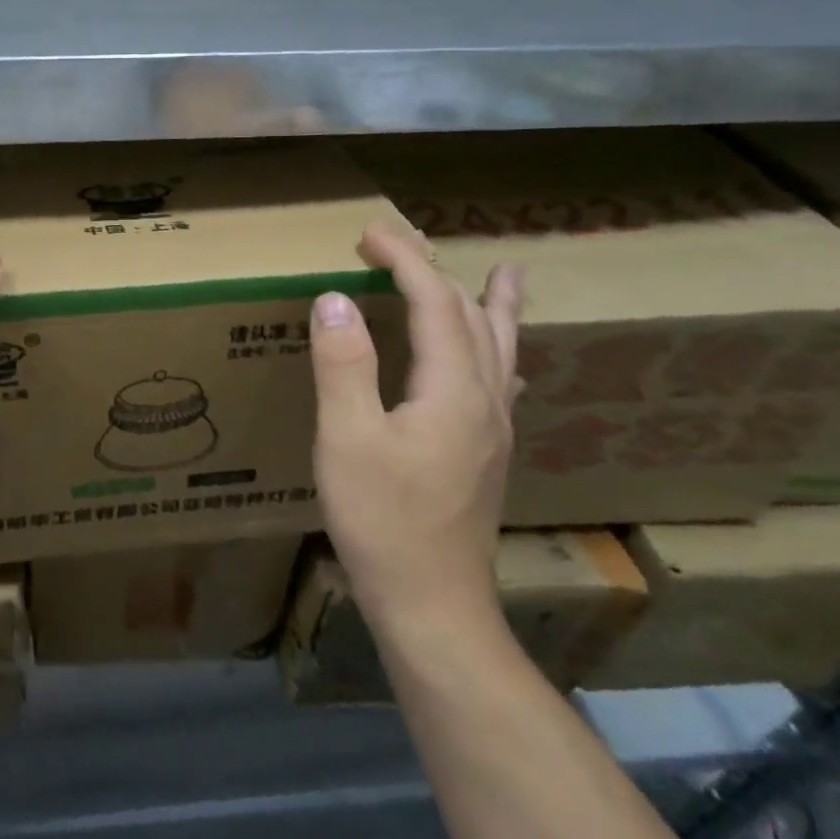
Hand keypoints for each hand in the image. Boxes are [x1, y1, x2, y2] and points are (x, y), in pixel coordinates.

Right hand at [308, 222, 524, 633]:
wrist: (433, 605)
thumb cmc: (382, 521)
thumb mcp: (347, 439)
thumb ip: (343, 365)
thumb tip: (335, 298)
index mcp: (452, 390)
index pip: (434, 302)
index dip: (404, 260)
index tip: (369, 233)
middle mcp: (485, 400)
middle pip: (472, 317)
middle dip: (436, 271)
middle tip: (402, 244)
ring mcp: (493, 430)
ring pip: (499, 348)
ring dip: (490, 304)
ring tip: (504, 274)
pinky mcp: (487, 454)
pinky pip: (499, 380)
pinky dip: (495, 348)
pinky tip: (497, 360)